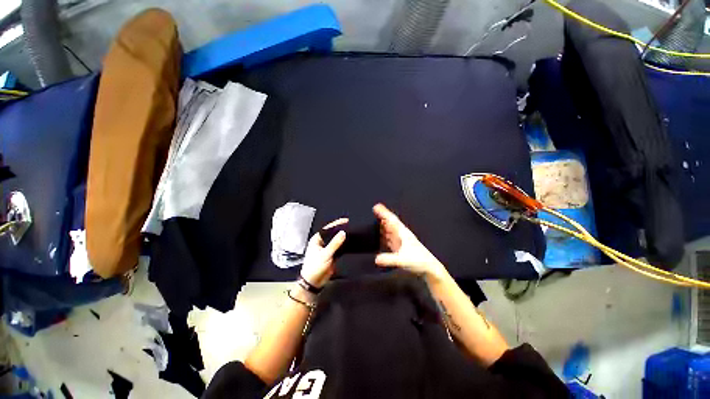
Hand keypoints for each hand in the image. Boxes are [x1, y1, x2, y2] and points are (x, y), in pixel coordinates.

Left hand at [300, 218, 347, 287]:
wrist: (313, 283)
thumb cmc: (315, 267)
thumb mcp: (325, 254)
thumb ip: (335, 243)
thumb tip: (343, 232)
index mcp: (316, 239)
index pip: (327, 229)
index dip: (336, 224)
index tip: (346, 220)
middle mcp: (321, 242)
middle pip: (332, 234)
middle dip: (341, 230)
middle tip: (351, 226)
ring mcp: (327, 249)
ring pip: (336, 241)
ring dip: (343, 238)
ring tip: (353, 232)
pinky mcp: (331, 255)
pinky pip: (339, 248)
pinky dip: (344, 245)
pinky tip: (351, 242)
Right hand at [373, 204, 447, 279]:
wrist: (429, 269)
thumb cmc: (419, 261)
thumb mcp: (403, 260)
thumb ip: (389, 259)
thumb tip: (376, 259)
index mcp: (403, 233)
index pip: (392, 220)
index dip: (384, 213)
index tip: (376, 207)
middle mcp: (401, 235)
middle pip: (390, 223)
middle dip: (382, 217)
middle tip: (374, 210)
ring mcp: (400, 242)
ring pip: (390, 230)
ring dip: (383, 225)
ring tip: (374, 220)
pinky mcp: (399, 249)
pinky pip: (389, 239)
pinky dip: (384, 236)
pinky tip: (380, 236)